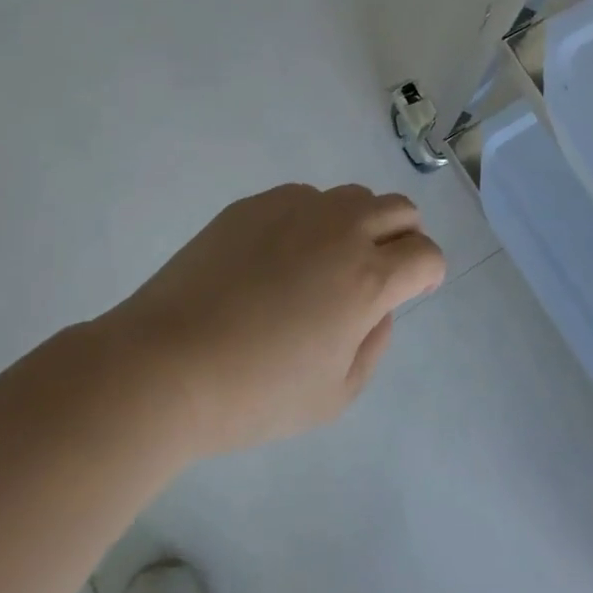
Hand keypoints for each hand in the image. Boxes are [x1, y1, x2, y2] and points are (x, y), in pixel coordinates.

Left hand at [97, 184, 444, 458]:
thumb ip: (375, 344)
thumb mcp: (336, 395)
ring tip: (329, 261)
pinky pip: (305, 198)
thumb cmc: (255, 393)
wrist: (163, 367)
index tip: (414, 290)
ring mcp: (297, 209)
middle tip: (381, 270)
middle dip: (406, 238)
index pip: (427, 254)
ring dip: (361, 223)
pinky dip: (313, 219)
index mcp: (369, 278)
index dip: (429, 274)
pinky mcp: (255, 205)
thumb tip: (378, 307)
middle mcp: (342, 230)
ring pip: (355, 196)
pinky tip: (280, 256)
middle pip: (402, 210)